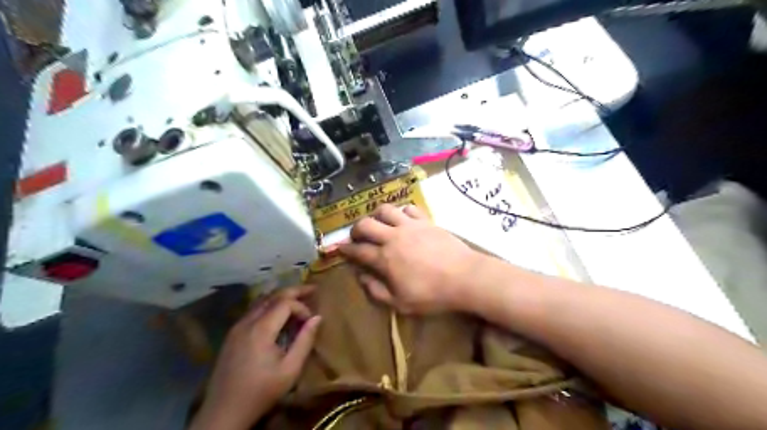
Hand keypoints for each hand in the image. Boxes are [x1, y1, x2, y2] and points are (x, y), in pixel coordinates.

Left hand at [195, 286, 323, 429]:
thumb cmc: (261, 391)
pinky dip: (269, 306)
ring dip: (281, 297)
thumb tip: (317, 317)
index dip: (302, 307)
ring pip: (261, 301)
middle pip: (272, 296)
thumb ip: (305, 340)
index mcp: (261, 329)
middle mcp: (247, 322)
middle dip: (294, 291)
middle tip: (312, 289)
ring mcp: (237, 327)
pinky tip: (277, 314)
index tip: (311, 321)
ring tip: (298, 298)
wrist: (224, 412)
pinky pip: (253, 311)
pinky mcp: (232, 335)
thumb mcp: (290, 369)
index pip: (285, 303)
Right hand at [339, 203, 476, 312]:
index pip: (358, 250)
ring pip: (385, 210)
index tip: (340, 248)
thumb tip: (361, 277)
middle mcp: (393, 237)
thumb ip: (376, 291)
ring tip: (378, 223)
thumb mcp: (401, 303)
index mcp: (384, 259)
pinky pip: (408, 208)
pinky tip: (402, 219)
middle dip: (356, 229)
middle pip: (365, 224)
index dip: (346, 249)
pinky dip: (401, 212)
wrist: (464, 277)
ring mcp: (410, 226)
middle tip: (357, 236)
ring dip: (376, 215)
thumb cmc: (432, 294)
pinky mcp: (425, 221)